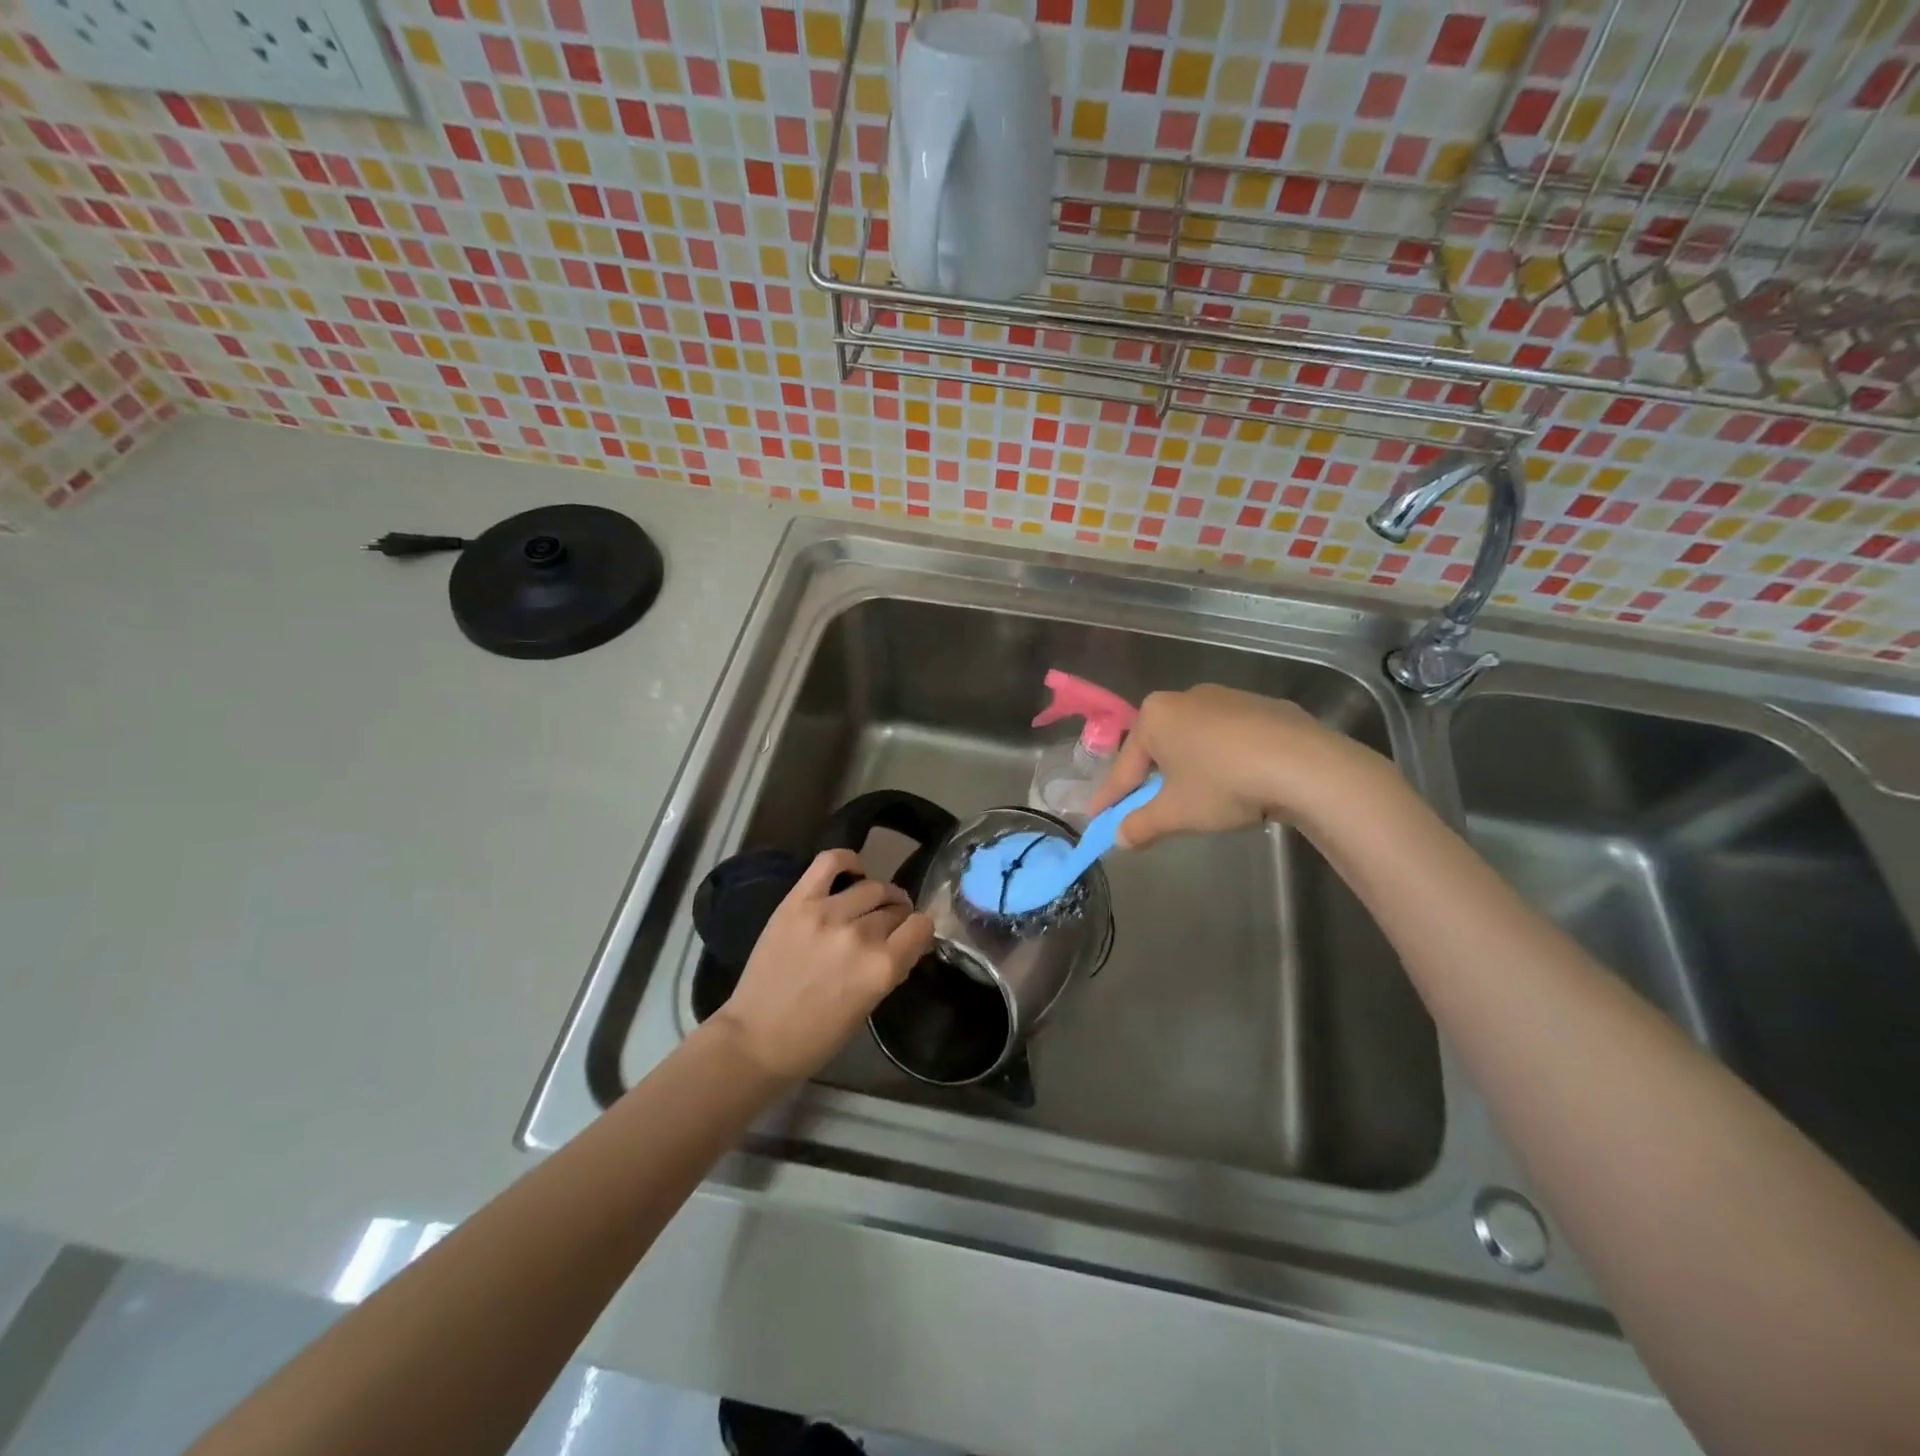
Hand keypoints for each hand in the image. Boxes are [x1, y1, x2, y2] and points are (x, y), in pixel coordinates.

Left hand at [713, 849, 934, 1081]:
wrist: (756, 1040)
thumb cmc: (817, 1037)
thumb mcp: (869, 1006)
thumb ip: (891, 968)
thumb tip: (908, 941)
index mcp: (882, 967)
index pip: (921, 926)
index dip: (919, 931)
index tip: (911, 937)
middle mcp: (860, 935)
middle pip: (895, 908)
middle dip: (897, 916)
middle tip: (885, 928)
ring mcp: (826, 913)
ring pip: (871, 886)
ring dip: (878, 895)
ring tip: (869, 905)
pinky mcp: (797, 902)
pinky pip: (830, 861)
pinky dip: (847, 860)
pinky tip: (853, 871)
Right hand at [1087, 685, 1378, 847]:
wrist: (1304, 765)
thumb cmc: (1223, 784)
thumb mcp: (1175, 813)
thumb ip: (1141, 825)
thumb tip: (1119, 838)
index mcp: (1154, 715)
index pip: (1124, 767)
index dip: (1110, 799)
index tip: (1098, 821)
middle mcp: (1185, 697)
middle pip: (1158, 750)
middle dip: (1149, 782)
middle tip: (1146, 812)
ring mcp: (1227, 698)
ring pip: (1194, 742)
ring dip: (1187, 771)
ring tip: (1195, 801)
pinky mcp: (1263, 708)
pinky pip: (1228, 740)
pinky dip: (1222, 761)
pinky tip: (1237, 783)